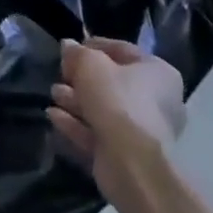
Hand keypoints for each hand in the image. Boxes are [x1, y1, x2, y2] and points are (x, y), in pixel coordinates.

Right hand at [49, 38, 186, 202]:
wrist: (133, 165)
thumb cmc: (117, 101)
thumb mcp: (90, 64)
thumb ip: (77, 53)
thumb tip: (69, 46)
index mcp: (158, 73)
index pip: (123, 51)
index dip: (94, 46)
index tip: (70, 50)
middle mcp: (157, 102)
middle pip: (112, 83)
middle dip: (81, 79)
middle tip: (61, 75)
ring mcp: (143, 132)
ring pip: (103, 109)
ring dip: (75, 101)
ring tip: (53, 95)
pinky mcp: (127, 156)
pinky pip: (99, 133)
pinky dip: (76, 124)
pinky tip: (54, 116)